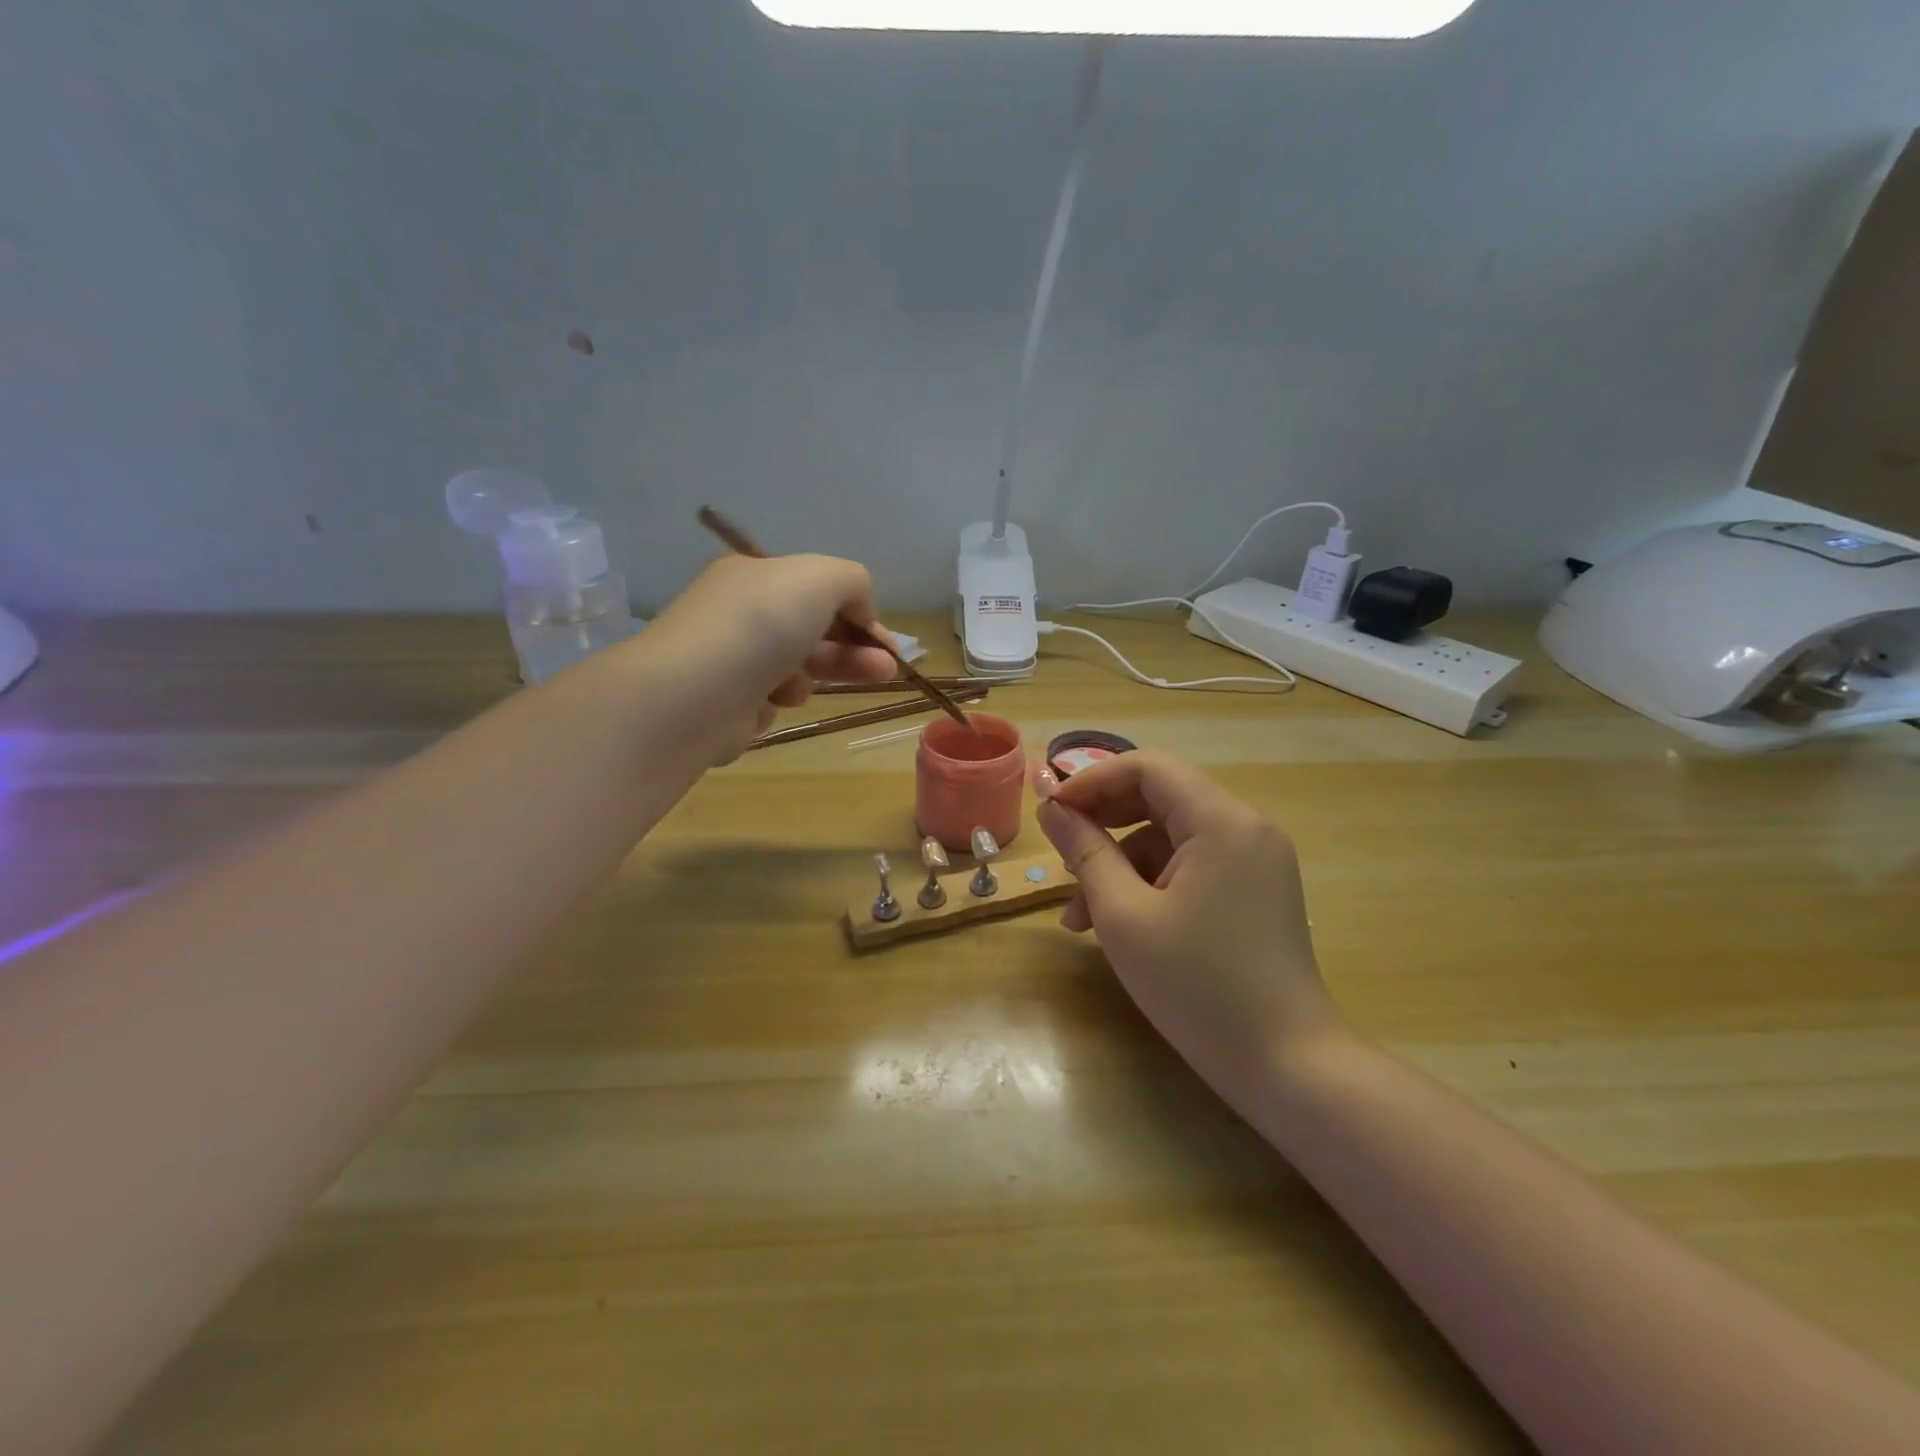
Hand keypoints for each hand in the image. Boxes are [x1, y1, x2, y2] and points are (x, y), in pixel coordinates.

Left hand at [645, 553, 899, 758]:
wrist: (692, 695)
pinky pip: (767, 701)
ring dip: (810, 677)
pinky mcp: (724, 703)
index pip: (816, 590)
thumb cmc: (761, 625)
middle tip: (887, 672)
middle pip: (811, 631)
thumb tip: (861, 610)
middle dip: (852, 651)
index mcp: (753, 576)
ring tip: (802, 688)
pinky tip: (766, 705)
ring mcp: (728, 659)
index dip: (858, 614)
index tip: (888, 644)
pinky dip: (774, 703)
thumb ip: (853, 581)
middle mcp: (738, 613)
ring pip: (793, 669)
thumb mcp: (820, 578)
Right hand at [1037, 752, 1344, 1098]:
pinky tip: (1120, 922)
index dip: (1091, 781)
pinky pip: (1193, 864)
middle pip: (1161, 796)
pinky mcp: (1256, 889)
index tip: (1050, 811)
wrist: (1287, 1067)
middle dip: (1103, 822)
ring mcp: (1256, 860)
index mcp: (1222, 821)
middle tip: (1060, 854)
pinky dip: (1152, 882)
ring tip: (1079, 914)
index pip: (1147, 768)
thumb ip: (1085, 851)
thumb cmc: (1197, 987)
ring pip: (1172, 835)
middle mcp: (1246, 827)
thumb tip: (1053, 808)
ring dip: (1121, 861)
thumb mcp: (1124, 916)